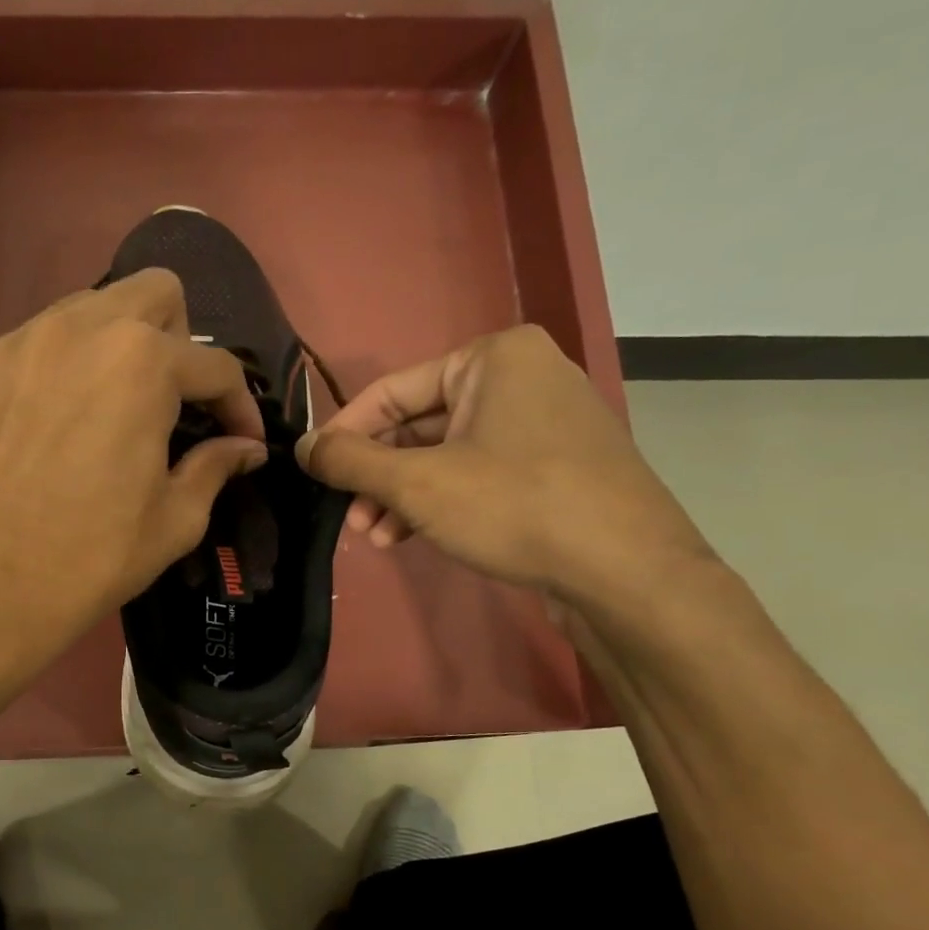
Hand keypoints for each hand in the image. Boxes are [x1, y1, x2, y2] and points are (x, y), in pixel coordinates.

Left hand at [0, 270, 267, 666]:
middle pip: (152, 292)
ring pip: (84, 310)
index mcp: (141, 362)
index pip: (214, 364)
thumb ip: (216, 466)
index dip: (239, 404)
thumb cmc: (93, 560)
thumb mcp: (175, 520)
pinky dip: (53, 376)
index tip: (242, 440)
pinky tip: (46, 430)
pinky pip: (28, 351)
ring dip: (113, 347)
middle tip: (172, 400)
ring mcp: (13, 346)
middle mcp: (76, 329)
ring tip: (108, 408)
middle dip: (178, 339)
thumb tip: (245, 448)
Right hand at [295, 325, 711, 605]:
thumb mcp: (418, 483)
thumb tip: (302, 446)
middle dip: (378, 475)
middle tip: (350, 517)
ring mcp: (543, 423)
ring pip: (446, 454)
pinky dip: (441, 501)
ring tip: (376, 537)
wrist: (626, 571)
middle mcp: (521, 377)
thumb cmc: (515, 506)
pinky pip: (478, 473)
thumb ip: (351, 461)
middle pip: (419, 424)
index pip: (392, 390)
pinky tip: (412, 537)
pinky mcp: (554, 466)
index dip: (346, 433)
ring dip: (403, 495)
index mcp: (493, 358)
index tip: (314, 471)